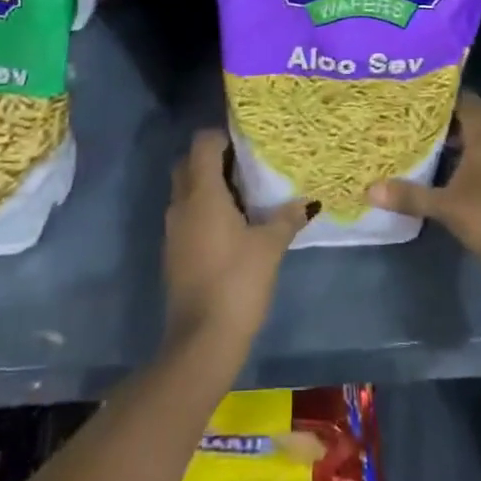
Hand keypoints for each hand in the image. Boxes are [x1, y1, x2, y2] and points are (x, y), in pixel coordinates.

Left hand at [164, 128, 310, 354]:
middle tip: (244, 168)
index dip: (222, 137)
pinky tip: (230, 229)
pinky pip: (186, 216)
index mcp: (202, 193)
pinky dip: (203, 212)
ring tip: (243, 197)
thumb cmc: (237, 283)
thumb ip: (287, 218)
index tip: (246, 144)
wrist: (201, 343)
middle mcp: (182, 204)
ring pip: (185, 191)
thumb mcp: (269, 247)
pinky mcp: (173, 254)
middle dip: (212, 159)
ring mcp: (173, 230)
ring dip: (207, 187)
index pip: (202, 143)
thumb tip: (307, 202)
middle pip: (188, 163)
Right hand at [368, 91, 480, 265]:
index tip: (418, 89)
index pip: (468, 101)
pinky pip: (471, 169)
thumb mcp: (447, 206)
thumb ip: (410, 195)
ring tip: (411, 142)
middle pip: (465, 124)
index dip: (446, 93)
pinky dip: (453, 168)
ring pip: (468, 148)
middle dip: (438, 120)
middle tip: (405, 116)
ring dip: (445, 146)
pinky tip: (431, 177)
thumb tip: (369, 188)